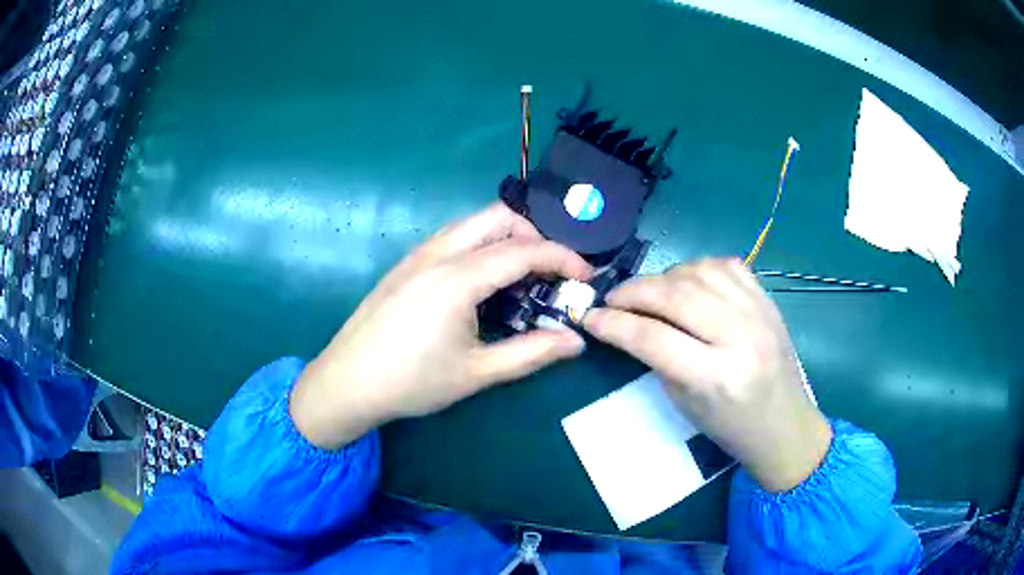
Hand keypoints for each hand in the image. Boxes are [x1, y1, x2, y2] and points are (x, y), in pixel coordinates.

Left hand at [291, 203, 592, 449]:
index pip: (523, 250)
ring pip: (473, 223)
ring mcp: (417, 254)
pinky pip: (453, 237)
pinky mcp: (406, 264)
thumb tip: (576, 342)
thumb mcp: (478, 372)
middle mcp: (437, 253)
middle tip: (551, 272)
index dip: (562, 258)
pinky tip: (482, 283)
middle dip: (535, 235)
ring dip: (506, 238)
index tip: (585, 277)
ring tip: (521, 277)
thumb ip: (532, 352)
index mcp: (457, 278)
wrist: (347, 382)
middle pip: (498, 217)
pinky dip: (481, 245)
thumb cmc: (412, 382)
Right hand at [583, 259, 831, 491]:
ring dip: (665, 277)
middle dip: (634, 291)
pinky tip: (687, 283)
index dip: (614, 323)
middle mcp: (740, 337)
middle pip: (676, 295)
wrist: (785, 424)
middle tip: (613, 299)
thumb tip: (628, 322)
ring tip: (650, 292)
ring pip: (700, 271)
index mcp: (716, 376)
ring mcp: (759, 313)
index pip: (653, 337)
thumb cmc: (730, 427)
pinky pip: (727, 266)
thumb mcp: (684, 402)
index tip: (589, 317)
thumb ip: (656, 357)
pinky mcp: (768, 300)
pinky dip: (698, 268)